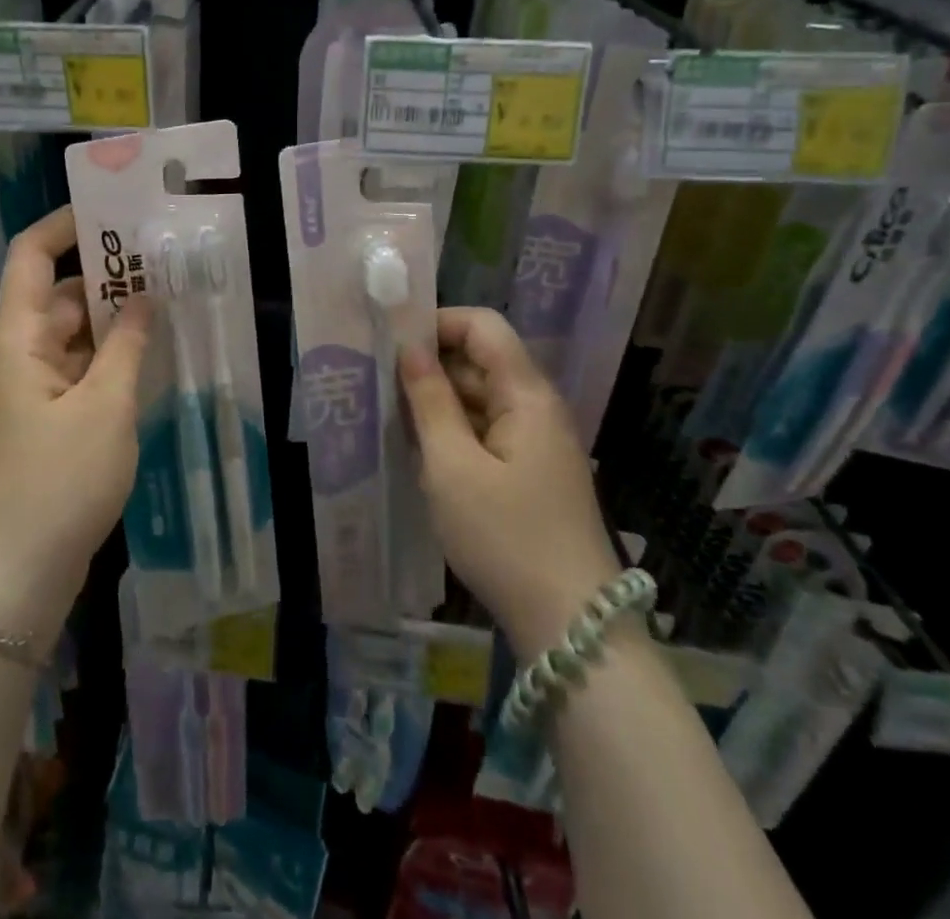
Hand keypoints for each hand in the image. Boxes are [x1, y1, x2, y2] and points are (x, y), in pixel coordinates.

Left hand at [0, 208, 151, 647]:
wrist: (20, 576)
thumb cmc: (60, 482)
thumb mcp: (105, 407)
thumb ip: (127, 345)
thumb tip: (142, 297)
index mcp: (20, 339)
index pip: (30, 256)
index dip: (63, 225)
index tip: (112, 212)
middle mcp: (21, 355)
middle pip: (59, 294)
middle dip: (106, 275)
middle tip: (163, 261)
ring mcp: (34, 389)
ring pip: (74, 334)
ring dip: (114, 319)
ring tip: (168, 303)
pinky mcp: (49, 420)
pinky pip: (81, 369)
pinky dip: (111, 357)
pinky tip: (152, 356)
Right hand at [399, 308, 621, 661]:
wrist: (571, 626)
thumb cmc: (506, 537)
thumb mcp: (452, 467)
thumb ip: (429, 400)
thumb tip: (409, 348)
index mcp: (526, 394)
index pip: (483, 326)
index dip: (438, 323)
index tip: (392, 344)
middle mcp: (536, 407)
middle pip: (481, 360)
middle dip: (430, 365)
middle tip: (378, 385)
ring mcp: (535, 441)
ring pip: (479, 397)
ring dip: (437, 402)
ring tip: (390, 418)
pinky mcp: (530, 471)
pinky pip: (485, 430)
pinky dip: (453, 432)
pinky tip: (421, 453)